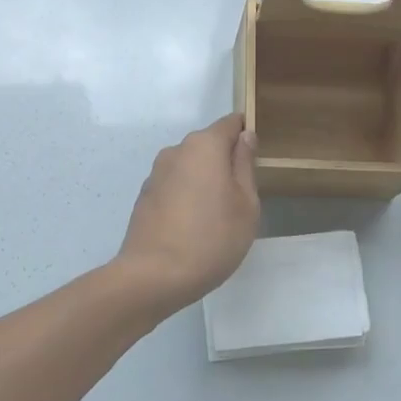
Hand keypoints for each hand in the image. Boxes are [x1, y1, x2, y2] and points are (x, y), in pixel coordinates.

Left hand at [115, 114, 259, 310]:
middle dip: (224, 162)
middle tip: (241, 197)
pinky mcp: (144, 197)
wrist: (154, 276)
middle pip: (208, 145)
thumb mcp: (245, 203)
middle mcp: (176, 151)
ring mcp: (156, 174)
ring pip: (190, 167)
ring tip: (216, 217)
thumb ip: (245, 165)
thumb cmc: (212, 238)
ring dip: (204, 182)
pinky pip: (174, 187)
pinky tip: (192, 228)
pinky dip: (186, 198)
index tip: (256, 159)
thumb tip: (244, 136)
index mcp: (204, 146)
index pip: (229, 123)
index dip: (245, 134)